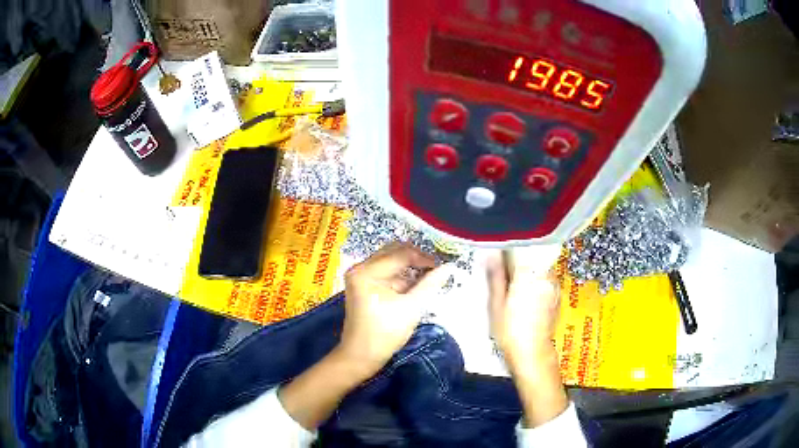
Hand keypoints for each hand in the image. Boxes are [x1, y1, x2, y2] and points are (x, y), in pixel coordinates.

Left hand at [336, 243, 453, 374]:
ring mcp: (360, 276)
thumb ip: (430, 284)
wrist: (360, 357)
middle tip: (437, 270)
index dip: (424, 258)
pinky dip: (401, 277)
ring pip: (391, 261)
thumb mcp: (411, 308)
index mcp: (367, 272)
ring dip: (410, 269)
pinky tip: (415, 287)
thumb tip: (449, 267)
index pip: (401, 254)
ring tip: (429, 279)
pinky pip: (386, 272)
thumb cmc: (384, 334)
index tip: (443, 267)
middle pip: (394, 252)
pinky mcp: (363, 284)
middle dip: (417, 260)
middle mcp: (360, 267)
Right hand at [486, 249, 560, 373]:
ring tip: (515, 285)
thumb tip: (491, 254)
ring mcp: (554, 285)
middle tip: (504, 273)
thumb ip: (495, 276)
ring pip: (539, 267)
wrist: (532, 353)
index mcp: (529, 273)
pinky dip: (536, 281)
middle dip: (518, 260)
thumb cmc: (510, 331)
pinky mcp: (557, 295)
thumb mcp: (495, 304)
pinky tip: (527, 296)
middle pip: (531, 256)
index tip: (498, 253)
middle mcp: (545, 275)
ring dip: (528, 270)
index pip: (520, 248)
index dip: (507, 249)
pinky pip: (546, 279)